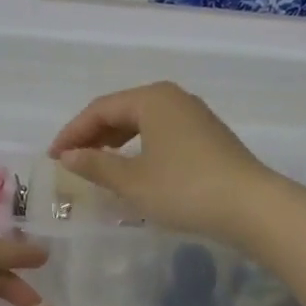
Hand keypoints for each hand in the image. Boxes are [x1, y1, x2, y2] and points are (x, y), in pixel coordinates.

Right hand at [49, 82, 280, 247]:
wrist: (252, 207)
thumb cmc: (185, 189)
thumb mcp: (132, 181)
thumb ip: (96, 165)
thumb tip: (67, 156)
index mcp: (151, 99)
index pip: (100, 109)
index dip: (72, 132)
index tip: (53, 157)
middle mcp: (173, 98)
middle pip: (121, 111)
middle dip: (93, 135)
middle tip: (71, 161)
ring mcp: (194, 115)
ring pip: (142, 122)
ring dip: (115, 141)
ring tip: (97, 165)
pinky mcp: (208, 135)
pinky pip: (161, 133)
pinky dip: (139, 147)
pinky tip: (134, 169)